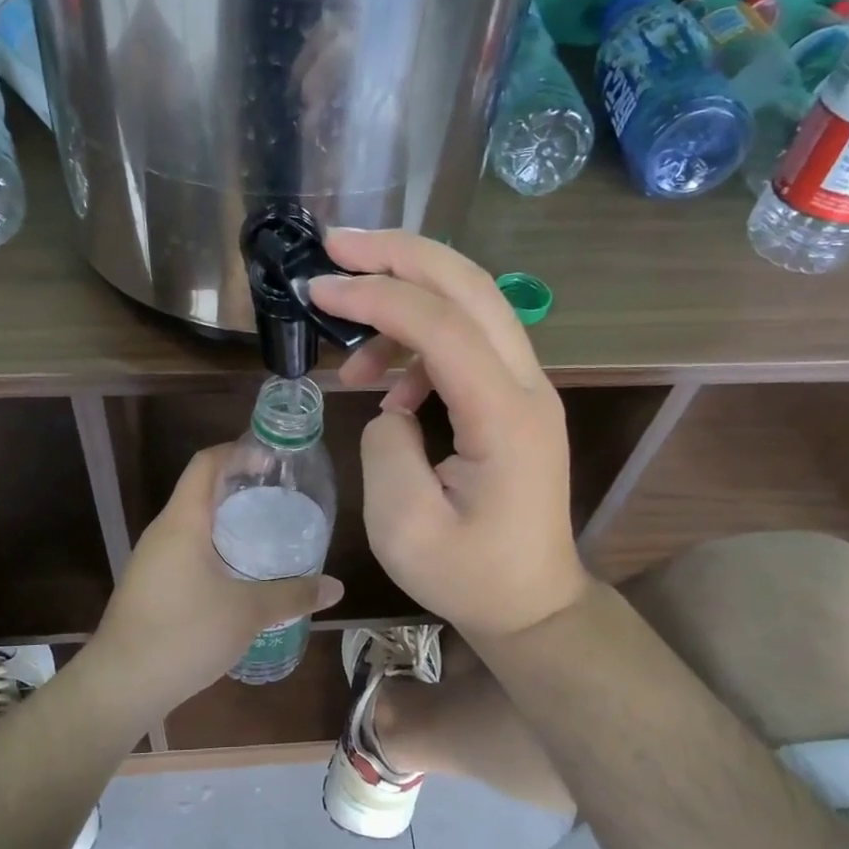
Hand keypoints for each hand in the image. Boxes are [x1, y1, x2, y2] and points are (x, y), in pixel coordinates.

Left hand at [84, 447, 343, 718]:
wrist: (121, 683)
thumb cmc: (185, 633)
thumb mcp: (247, 612)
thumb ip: (293, 595)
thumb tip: (336, 588)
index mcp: (183, 521)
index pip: (207, 463)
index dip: (238, 451)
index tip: (273, 461)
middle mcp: (163, 532)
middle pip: (201, 490)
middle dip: (240, 487)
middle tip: (281, 498)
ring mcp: (152, 560)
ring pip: (193, 524)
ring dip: (227, 521)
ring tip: (267, 534)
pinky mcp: (150, 585)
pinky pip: (186, 550)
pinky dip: (215, 548)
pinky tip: (239, 574)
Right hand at [307, 230, 588, 642]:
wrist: (530, 604)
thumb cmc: (468, 577)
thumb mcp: (404, 526)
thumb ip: (386, 447)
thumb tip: (391, 405)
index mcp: (504, 416)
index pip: (440, 324)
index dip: (375, 295)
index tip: (317, 288)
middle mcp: (527, 386)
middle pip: (470, 285)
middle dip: (399, 254)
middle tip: (336, 244)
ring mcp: (525, 389)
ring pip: (470, 306)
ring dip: (404, 304)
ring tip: (349, 354)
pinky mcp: (512, 401)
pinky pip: (466, 345)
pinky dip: (419, 346)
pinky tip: (388, 390)